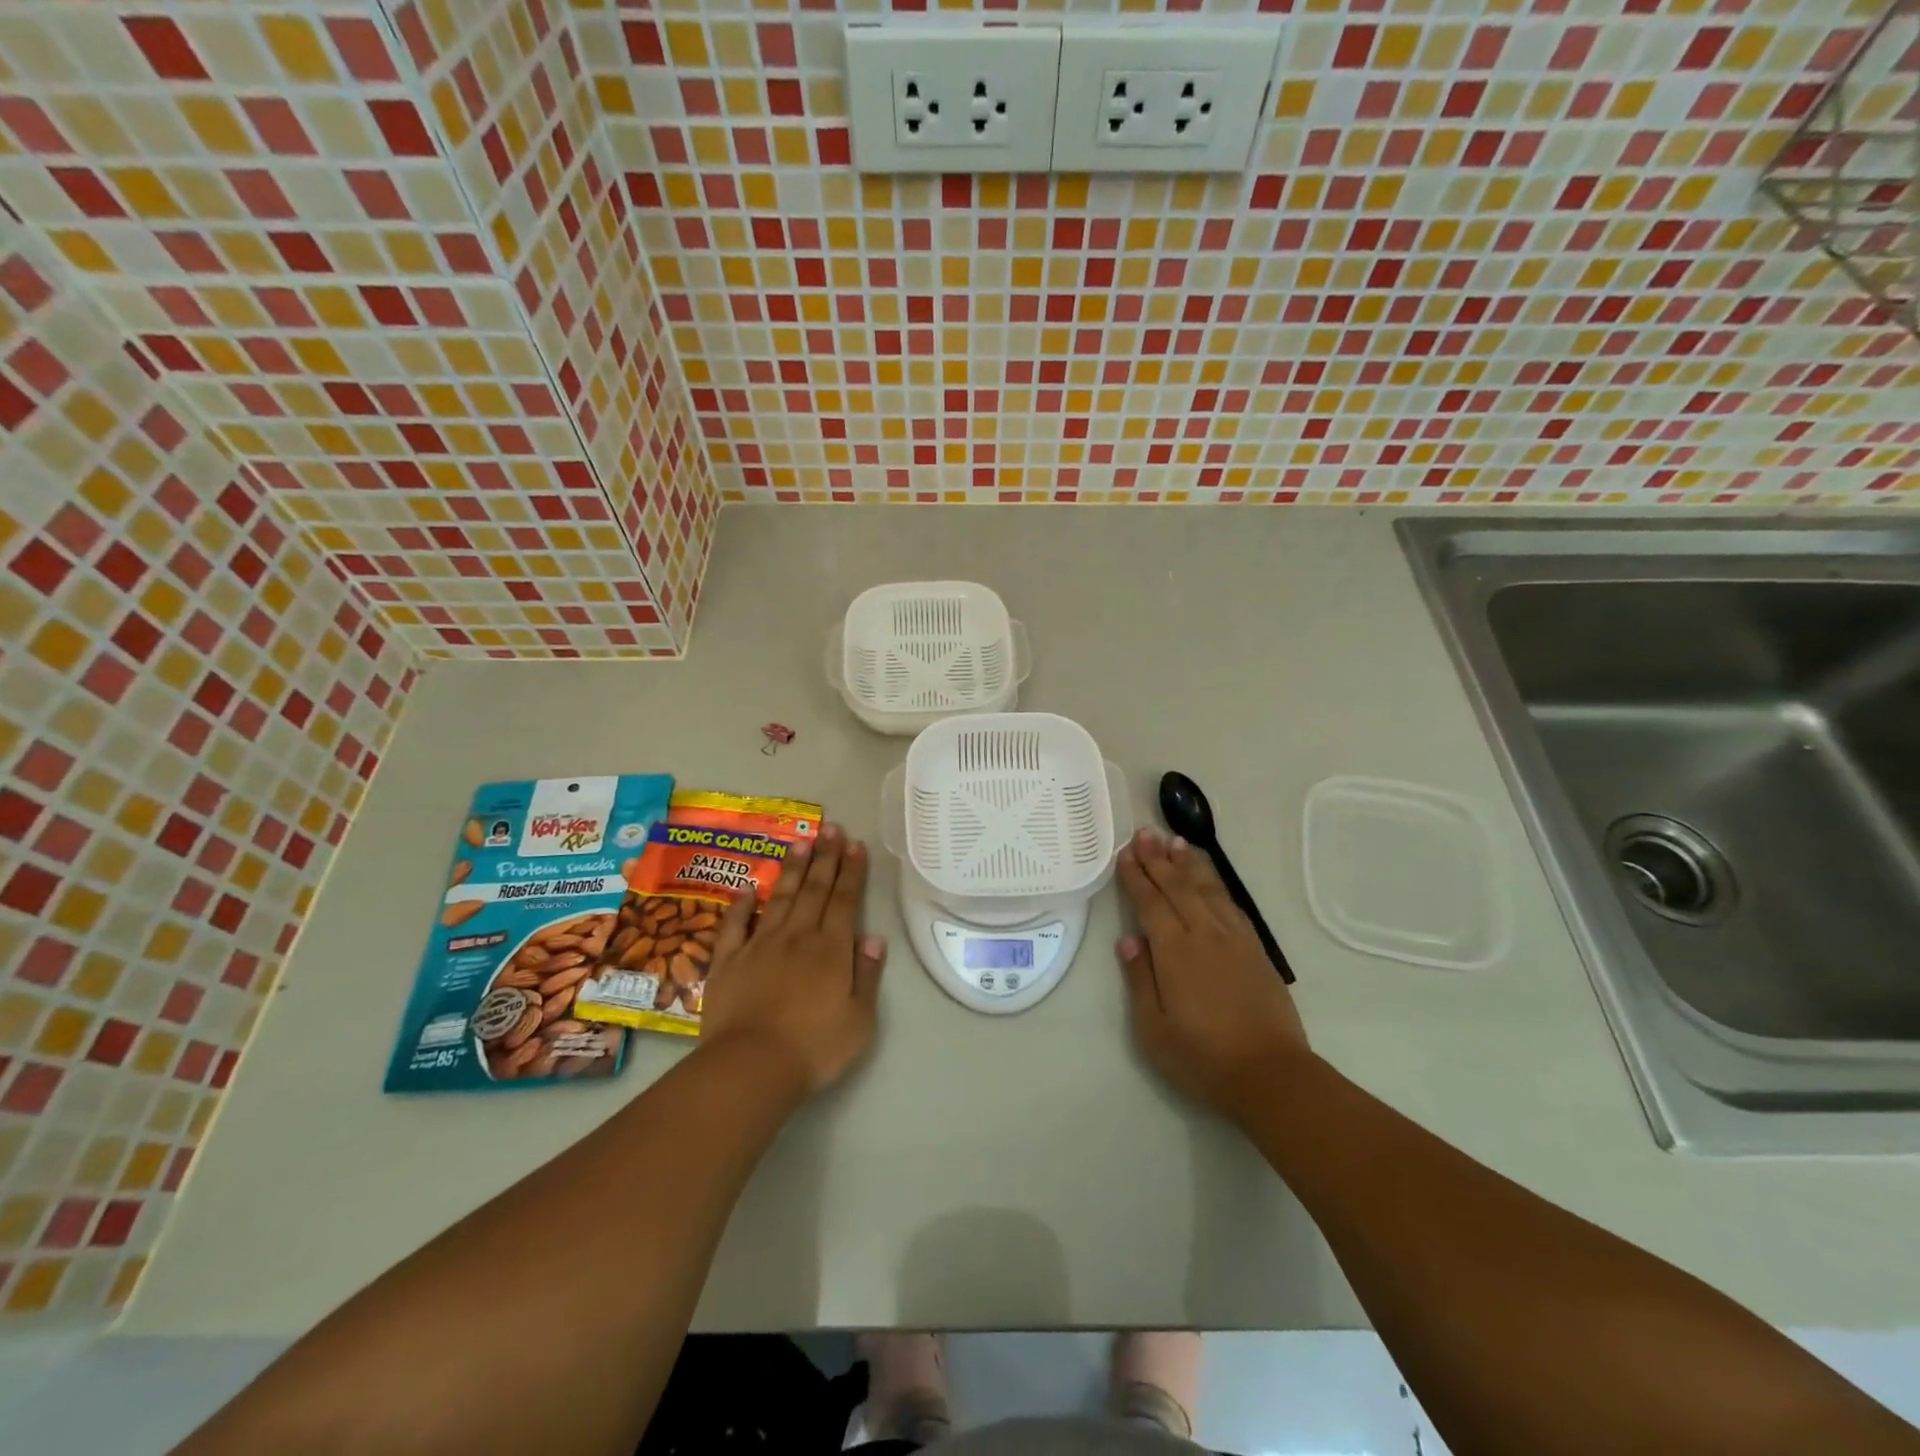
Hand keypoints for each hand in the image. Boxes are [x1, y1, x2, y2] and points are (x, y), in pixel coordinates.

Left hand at [699, 823, 885, 1097]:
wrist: (751, 1067)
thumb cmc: (814, 1048)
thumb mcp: (860, 1019)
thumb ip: (868, 976)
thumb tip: (873, 939)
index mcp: (831, 949)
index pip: (844, 900)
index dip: (851, 871)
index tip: (854, 845)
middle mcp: (797, 937)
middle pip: (814, 890)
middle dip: (825, 857)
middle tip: (831, 828)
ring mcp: (759, 946)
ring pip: (780, 897)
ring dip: (792, 869)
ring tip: (801, 841)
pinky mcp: (728, 961)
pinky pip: (736, 925)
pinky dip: (742, 904)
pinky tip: (749, 887)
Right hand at [1116, 829, 1310, 1117]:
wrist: (1271, 1075)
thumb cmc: (1203, 1058)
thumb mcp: (1154, 1029)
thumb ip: (1140, 980)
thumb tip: (1127, 941)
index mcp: (1175, 952)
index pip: (1151, 903)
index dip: (1137, 877)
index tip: (1126, 853)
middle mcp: (1204, 935)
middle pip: (1178, 887)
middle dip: (1158, 858)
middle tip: (1145, 832)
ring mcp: (1234, 939)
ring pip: (1207, 889)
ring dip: (1189, 863)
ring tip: (1175, 841)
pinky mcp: (1256, 949)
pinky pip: (1231, 904)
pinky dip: (1216, 884)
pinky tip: (1208, 878)